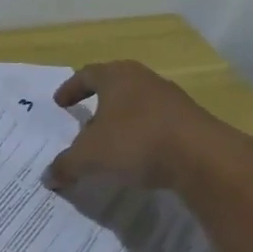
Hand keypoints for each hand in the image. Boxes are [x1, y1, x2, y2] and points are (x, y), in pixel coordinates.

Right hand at [44, 61, 222, 190]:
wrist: (204, 158)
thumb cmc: (136, 142)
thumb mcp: (89, 157)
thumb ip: (65, 165)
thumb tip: (48, 178)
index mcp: (116, 77)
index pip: (87, 74)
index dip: (71, 88)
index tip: (60, 104)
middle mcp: (144, 80)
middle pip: (115, 87)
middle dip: (97, 106)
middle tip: (84, 125)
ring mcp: (172, 99)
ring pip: (138, 105)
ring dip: (121, 122)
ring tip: (110, 145)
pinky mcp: (192, 121)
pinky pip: (158, 124)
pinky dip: (143, 136)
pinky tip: (139, 157)